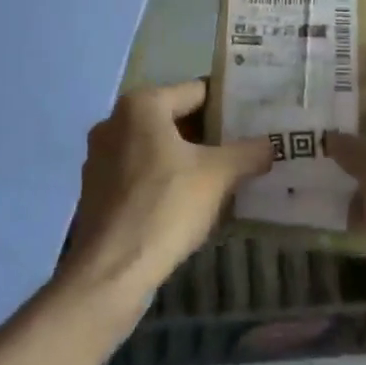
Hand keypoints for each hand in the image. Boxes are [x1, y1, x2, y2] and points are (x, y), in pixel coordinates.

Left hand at [63, 80, 273, 300]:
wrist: (109, 273)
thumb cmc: (165, 207)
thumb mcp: (218, 175)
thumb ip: (248, 153)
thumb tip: (270, 145)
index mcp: (141, 105)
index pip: (198, 91)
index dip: (229, 105)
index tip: (254, 119)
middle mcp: (115, 121)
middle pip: (175, 118)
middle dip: (210, 134)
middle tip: (245, 148)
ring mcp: (100, 157)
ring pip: (157, 148)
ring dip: (187, 159)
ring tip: (223, 176)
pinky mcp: (95, 191)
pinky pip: (140, 173)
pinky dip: (165, 180)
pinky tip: (189, 203)